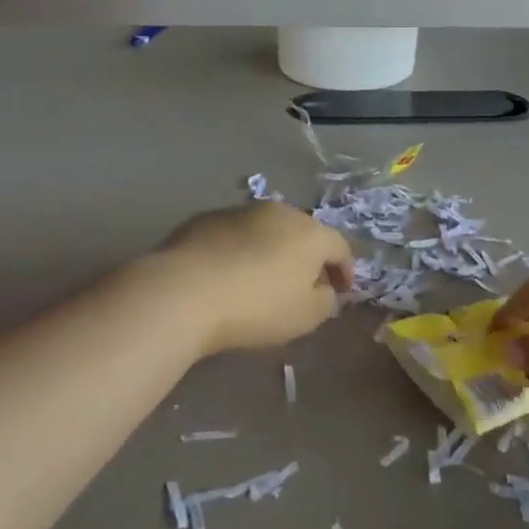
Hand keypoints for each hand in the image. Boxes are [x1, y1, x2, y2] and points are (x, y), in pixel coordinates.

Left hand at [146, 201, 353, 355]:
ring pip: (268, 230)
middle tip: (304, 284)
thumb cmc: (256, 307)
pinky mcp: (206, 218)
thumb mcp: (305, 317)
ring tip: (263, 278)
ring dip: (272, 250)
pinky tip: (229, 274)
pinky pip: (235, 235)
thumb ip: (326, 301)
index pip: (340, 246)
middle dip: (308, 256)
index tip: (342, 292)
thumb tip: (325, 289)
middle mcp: (280, 212)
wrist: (183, 292)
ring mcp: (241, 211)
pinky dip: (241, 250)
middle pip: (304, 232)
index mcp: (311, 232)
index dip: (345, 270)